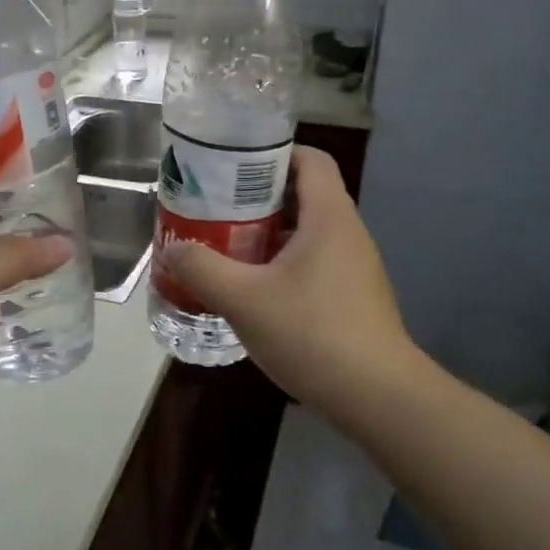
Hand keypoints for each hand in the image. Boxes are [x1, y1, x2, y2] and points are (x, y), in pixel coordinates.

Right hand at [163, 147, 419, 421]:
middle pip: (303, 195)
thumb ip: (202, 268)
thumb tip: (173, 249)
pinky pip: (313, 265)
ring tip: (225, 249)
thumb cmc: (312, 333)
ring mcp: (354, 268)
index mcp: (329, 216)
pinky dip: (282, 266)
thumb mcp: (244, 299)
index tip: (232, 166)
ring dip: (267, 236)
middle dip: (257, 198)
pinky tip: (253, 292)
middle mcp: (347, 233)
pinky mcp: (353, 298)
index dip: (272, 153)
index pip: (310, 159)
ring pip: (306, 234)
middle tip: (214, 209)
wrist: (377, 396)